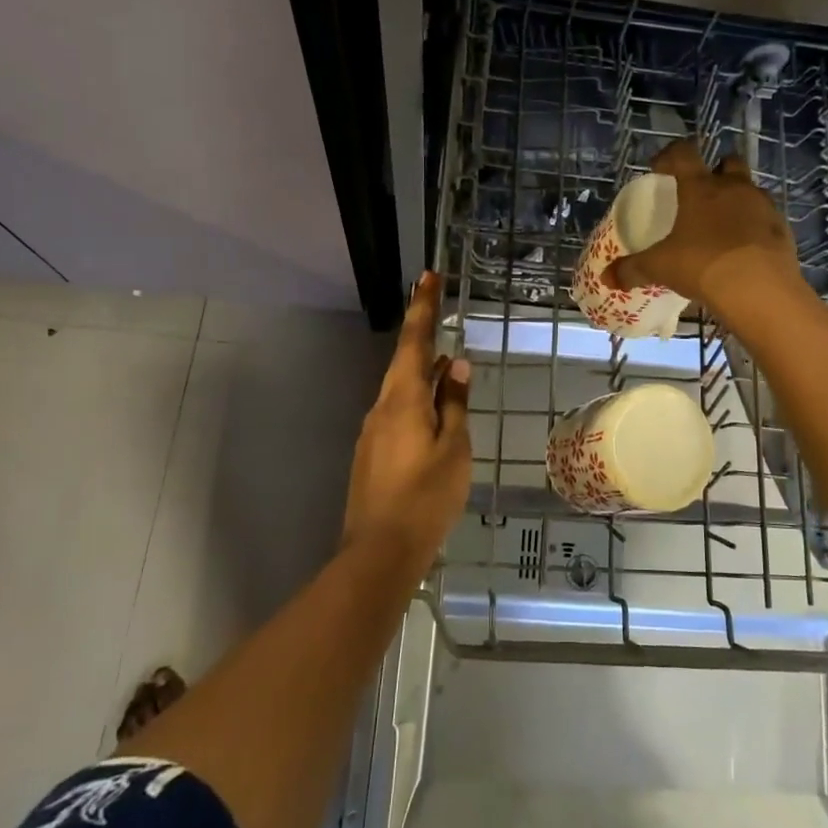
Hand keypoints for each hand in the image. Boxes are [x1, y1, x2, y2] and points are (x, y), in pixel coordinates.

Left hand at [343, 273, 471, 569]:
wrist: (380, 551)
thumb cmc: (426, 496)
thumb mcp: (454, 448)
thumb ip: (454, 403)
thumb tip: (455, 365)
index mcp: (402, 400)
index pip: (413, 341)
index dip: (421, 307)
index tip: (427, 276)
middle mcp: (381, 408)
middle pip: (404, 364)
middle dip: (421, 336)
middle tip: (438, 311)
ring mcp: (373, 432)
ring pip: (401, 391)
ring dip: (423, 375)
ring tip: (447, 366)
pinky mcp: (372, 454)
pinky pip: (398, 414)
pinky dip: (418, 402)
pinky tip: (435, 413)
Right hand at [605, 141, 803, 323]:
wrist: (759, 288)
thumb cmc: (702, 265)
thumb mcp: (660, 268)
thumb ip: (633, 269)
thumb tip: (608, 278)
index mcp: (701, 188)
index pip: (684, 154)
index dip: (669, 155)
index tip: (659, 167)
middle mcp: (734, 188)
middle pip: (728, 162)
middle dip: (715, 171)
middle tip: (701, 192)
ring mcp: (763, 206)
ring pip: (750, 190)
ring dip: (737, 200)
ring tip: (721, 226)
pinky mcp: (782, 229)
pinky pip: (765, 220)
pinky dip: (753, 228)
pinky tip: (742, 250)